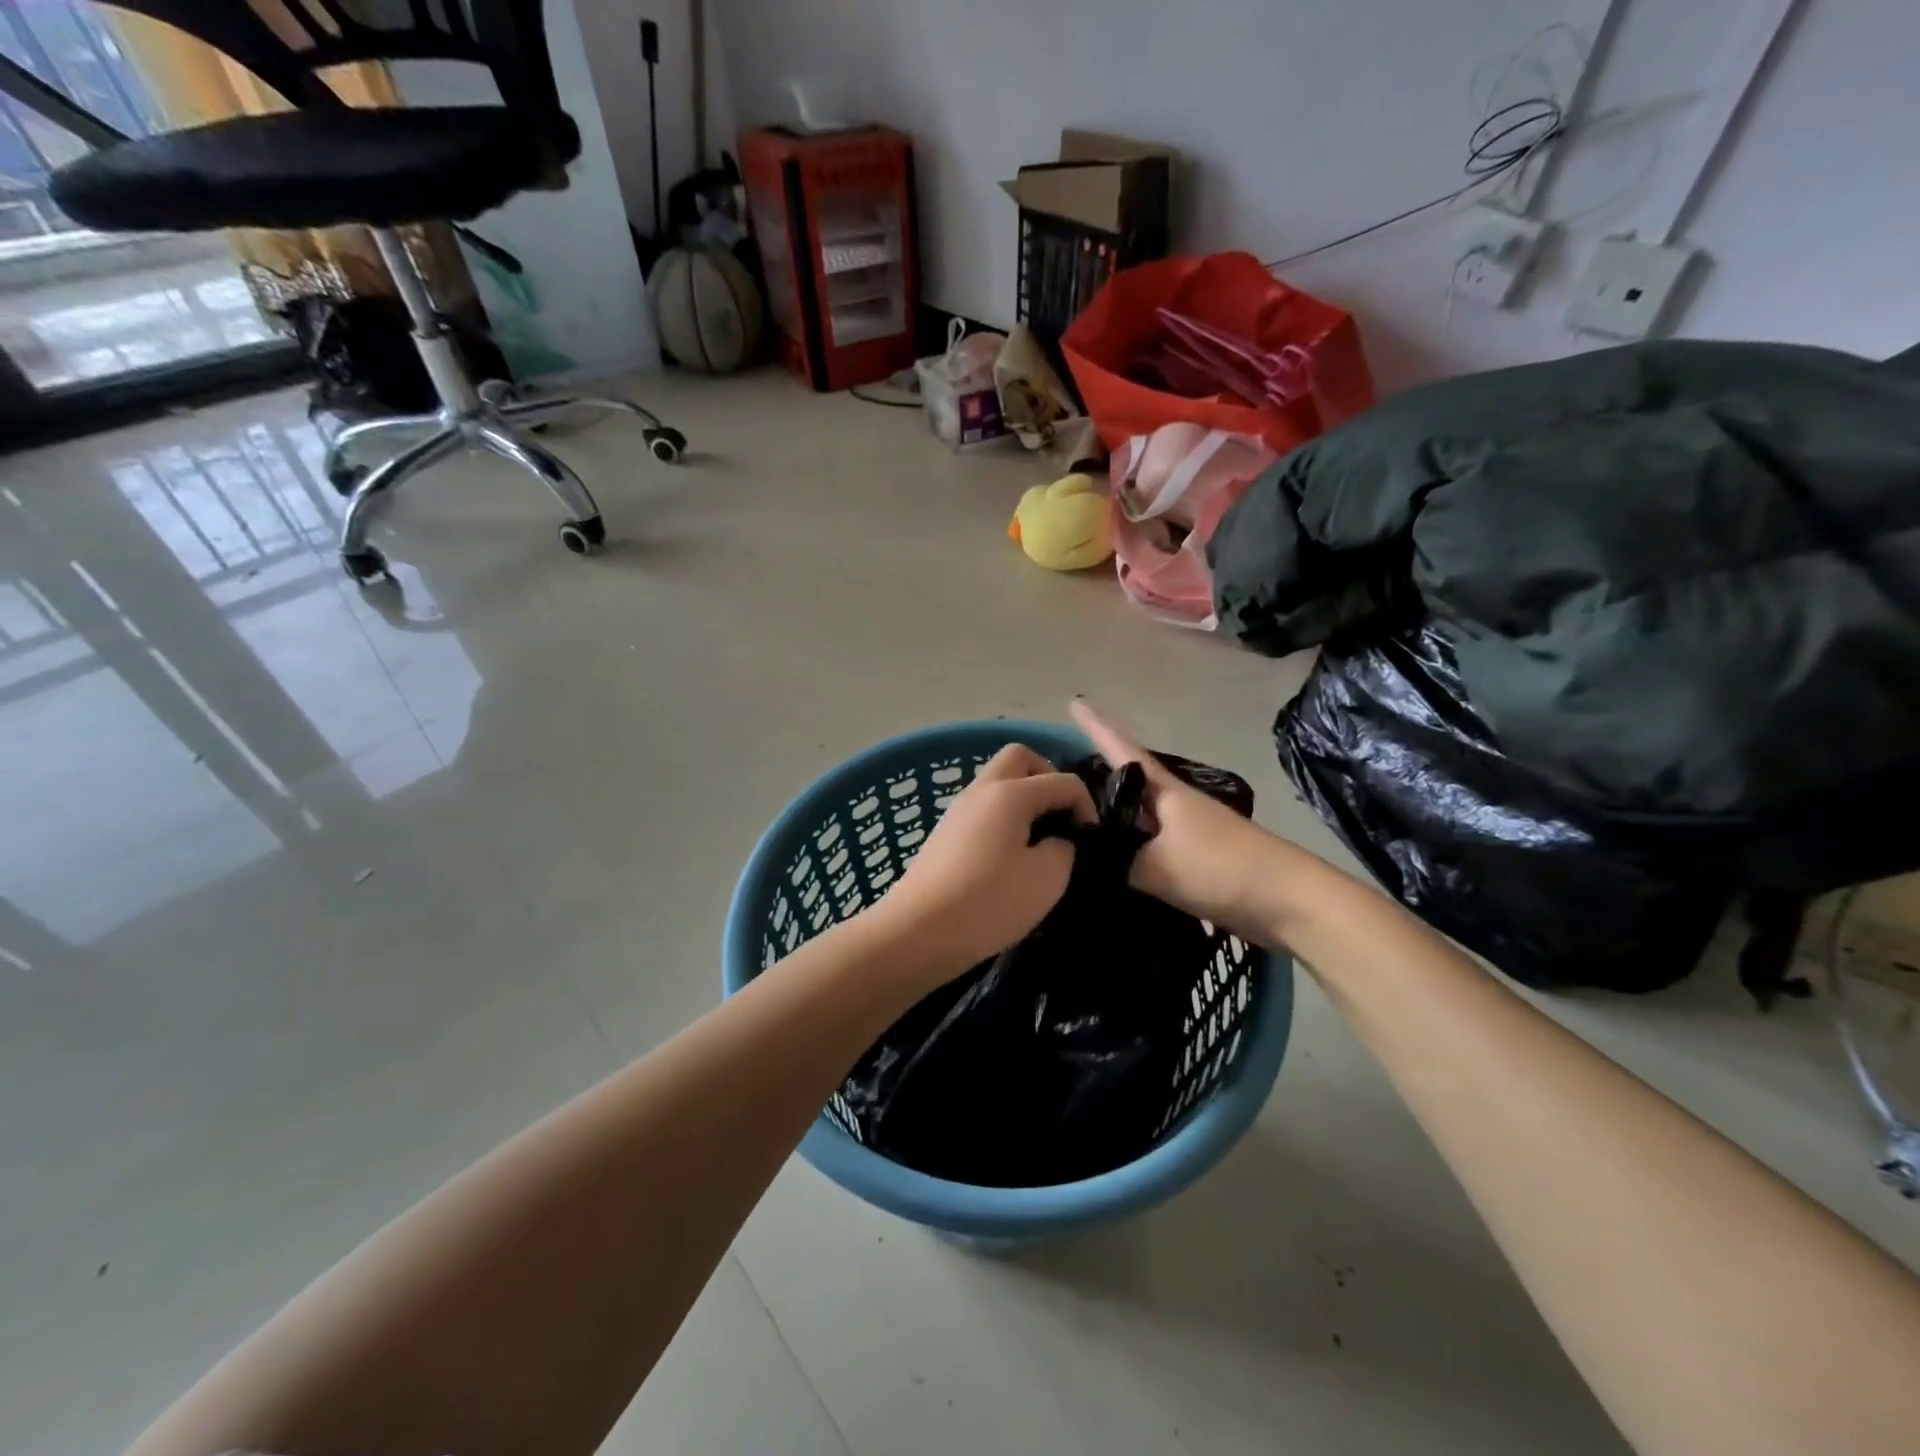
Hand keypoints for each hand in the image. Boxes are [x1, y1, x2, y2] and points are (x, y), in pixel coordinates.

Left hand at [869, 744, 1095, 981]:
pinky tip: (1011, 855)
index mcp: (1010, 793)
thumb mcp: (1046, 879)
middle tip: (1062, 817)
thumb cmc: (988, 903)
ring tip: (1039, 840)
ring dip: (1024, 798)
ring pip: (998, 782)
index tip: (1091, 841)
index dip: (1086, 805)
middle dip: (1048, 778)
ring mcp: (959, 809)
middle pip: (1020, 758)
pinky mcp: (945, 833)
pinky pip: (984, 807)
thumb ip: (1063, 848)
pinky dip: (1004, 817)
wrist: (918, 931)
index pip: (1062, 780)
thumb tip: (1056, 840)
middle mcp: (982, 790)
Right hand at [1069, 700, 1280, 937]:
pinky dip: (1127, 849)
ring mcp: (1188, 832)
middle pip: (1128, 782)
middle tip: (1059, 775)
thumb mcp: (1156, 866)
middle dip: (1096, 775)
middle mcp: (1174, 805)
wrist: (1288, 901)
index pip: (1121, 750)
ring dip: (1111, 815)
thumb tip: (1081, 859)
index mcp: (1165, 792)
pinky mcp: (1196, 861)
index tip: (1075, 700)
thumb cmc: (1221, 867)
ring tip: (1076, 818)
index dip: (1097, 726)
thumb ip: (1114, 861)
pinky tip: (1111, 862)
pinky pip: (1149, 847)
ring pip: (1138, 817)